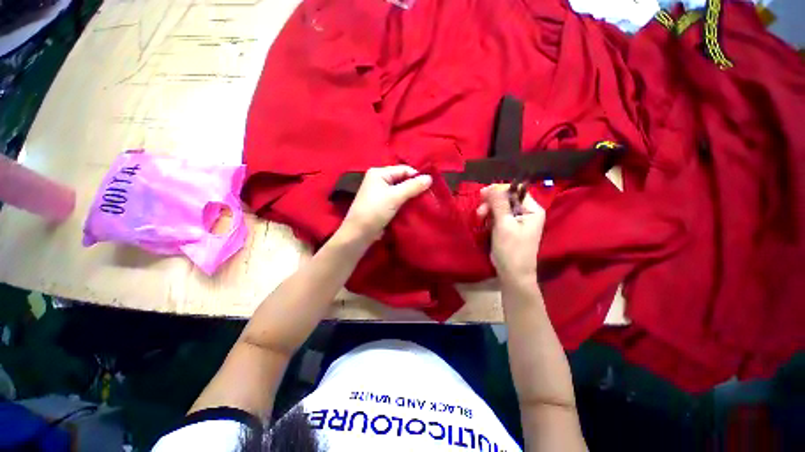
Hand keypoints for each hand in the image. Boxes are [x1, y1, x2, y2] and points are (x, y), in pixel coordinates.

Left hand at [340, 165, 431, 242]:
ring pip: (401, 190)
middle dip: (414, 187)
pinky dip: (405, 202)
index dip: (416, 176)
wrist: (360, 233)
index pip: (403, 169)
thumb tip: (430, 178)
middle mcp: (379, 180)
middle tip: (428, 195)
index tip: (429, 186)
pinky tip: (414, 207)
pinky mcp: (382, 204)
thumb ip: (413, 186)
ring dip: (411, 196)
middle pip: (402, 179)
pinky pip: (397, 199)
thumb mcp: (395, 197)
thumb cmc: (375, 210)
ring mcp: (380, 192)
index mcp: (379, 173)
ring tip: (423, 201)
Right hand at [476, 184, 545, 283]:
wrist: (512, 273)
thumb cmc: (511, 249)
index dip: (499, 190)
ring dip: (488, 211)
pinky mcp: (509, 227)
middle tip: (480, 212)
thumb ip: (499, 204)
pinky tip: (485, 224)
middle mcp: (527, 212)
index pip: (516, 191)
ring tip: (480, 218)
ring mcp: (518, 220)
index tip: (482, 194)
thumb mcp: (504, 225)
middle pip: (506, 198)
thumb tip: (492, 186)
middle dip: (491, 203)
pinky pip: (498, 216)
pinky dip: (490, 218)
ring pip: (500, 207)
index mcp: (532, 210)